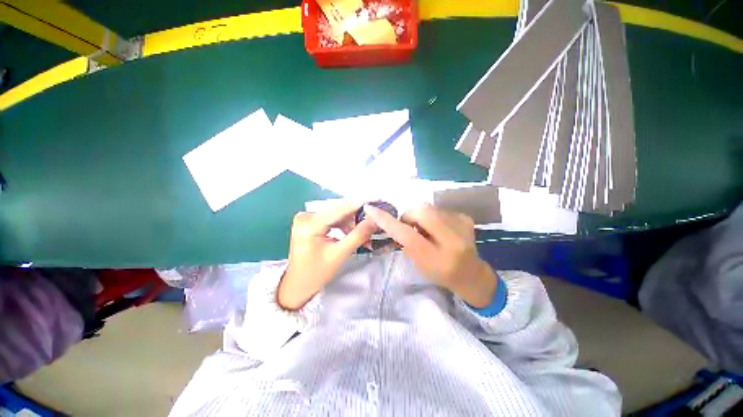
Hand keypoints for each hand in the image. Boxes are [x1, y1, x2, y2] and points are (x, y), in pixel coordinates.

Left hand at [278, 202, 376, 310]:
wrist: (298, 285)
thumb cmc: (316, 273)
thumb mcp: (340, 254)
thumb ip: (358, 235)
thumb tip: (374, 219)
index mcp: (309, 224)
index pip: (339, 209)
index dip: (359, 204)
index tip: (377, 200)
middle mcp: (306, 215)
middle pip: (338, 211)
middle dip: (357, 219)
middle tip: (374, 225)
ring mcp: (307, 218)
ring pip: (337, 215)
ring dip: (352, 224)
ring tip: (365, 236)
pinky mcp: (310, 222)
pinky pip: (332, 220)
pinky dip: (344, 227)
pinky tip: (353, 234)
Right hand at [363, 204, 497, 307]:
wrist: (470, 274)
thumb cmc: (439, 272)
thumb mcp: (418, 263)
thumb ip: (405, 242)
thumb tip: (395, 222)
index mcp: (437, 258)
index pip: (407, 235)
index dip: (387, 221)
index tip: (371, 209)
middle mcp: (452, 241)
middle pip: (421, 212)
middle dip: (410, 216)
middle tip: (410, 227)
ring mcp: (462, 226)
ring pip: (429, 208)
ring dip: (422, 217)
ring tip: (428, 230)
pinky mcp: (466, 218)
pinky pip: (439, 209)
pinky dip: (433, 217)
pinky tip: (440, 229)